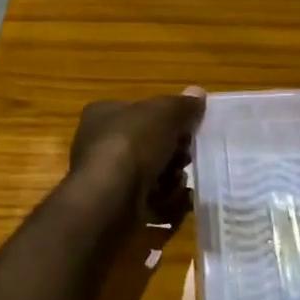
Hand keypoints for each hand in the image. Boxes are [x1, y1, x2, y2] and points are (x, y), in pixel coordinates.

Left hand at [69, 90, 206, 208]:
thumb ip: (183, 105)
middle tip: (185, 157)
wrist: (110, 198)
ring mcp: (108, 177)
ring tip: (177, 181)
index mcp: (104, 114)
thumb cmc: (132, 144)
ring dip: (172, 179)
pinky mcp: (117, 206)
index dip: (168, 119)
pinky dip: (166, 202)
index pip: (141, 112)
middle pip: (150, 145)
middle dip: (174, 153)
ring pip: (152, 174)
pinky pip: (150, 201)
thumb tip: (198, 93)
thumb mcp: (164, 113)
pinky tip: (176, 201)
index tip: (189, 129)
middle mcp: (101, 144)